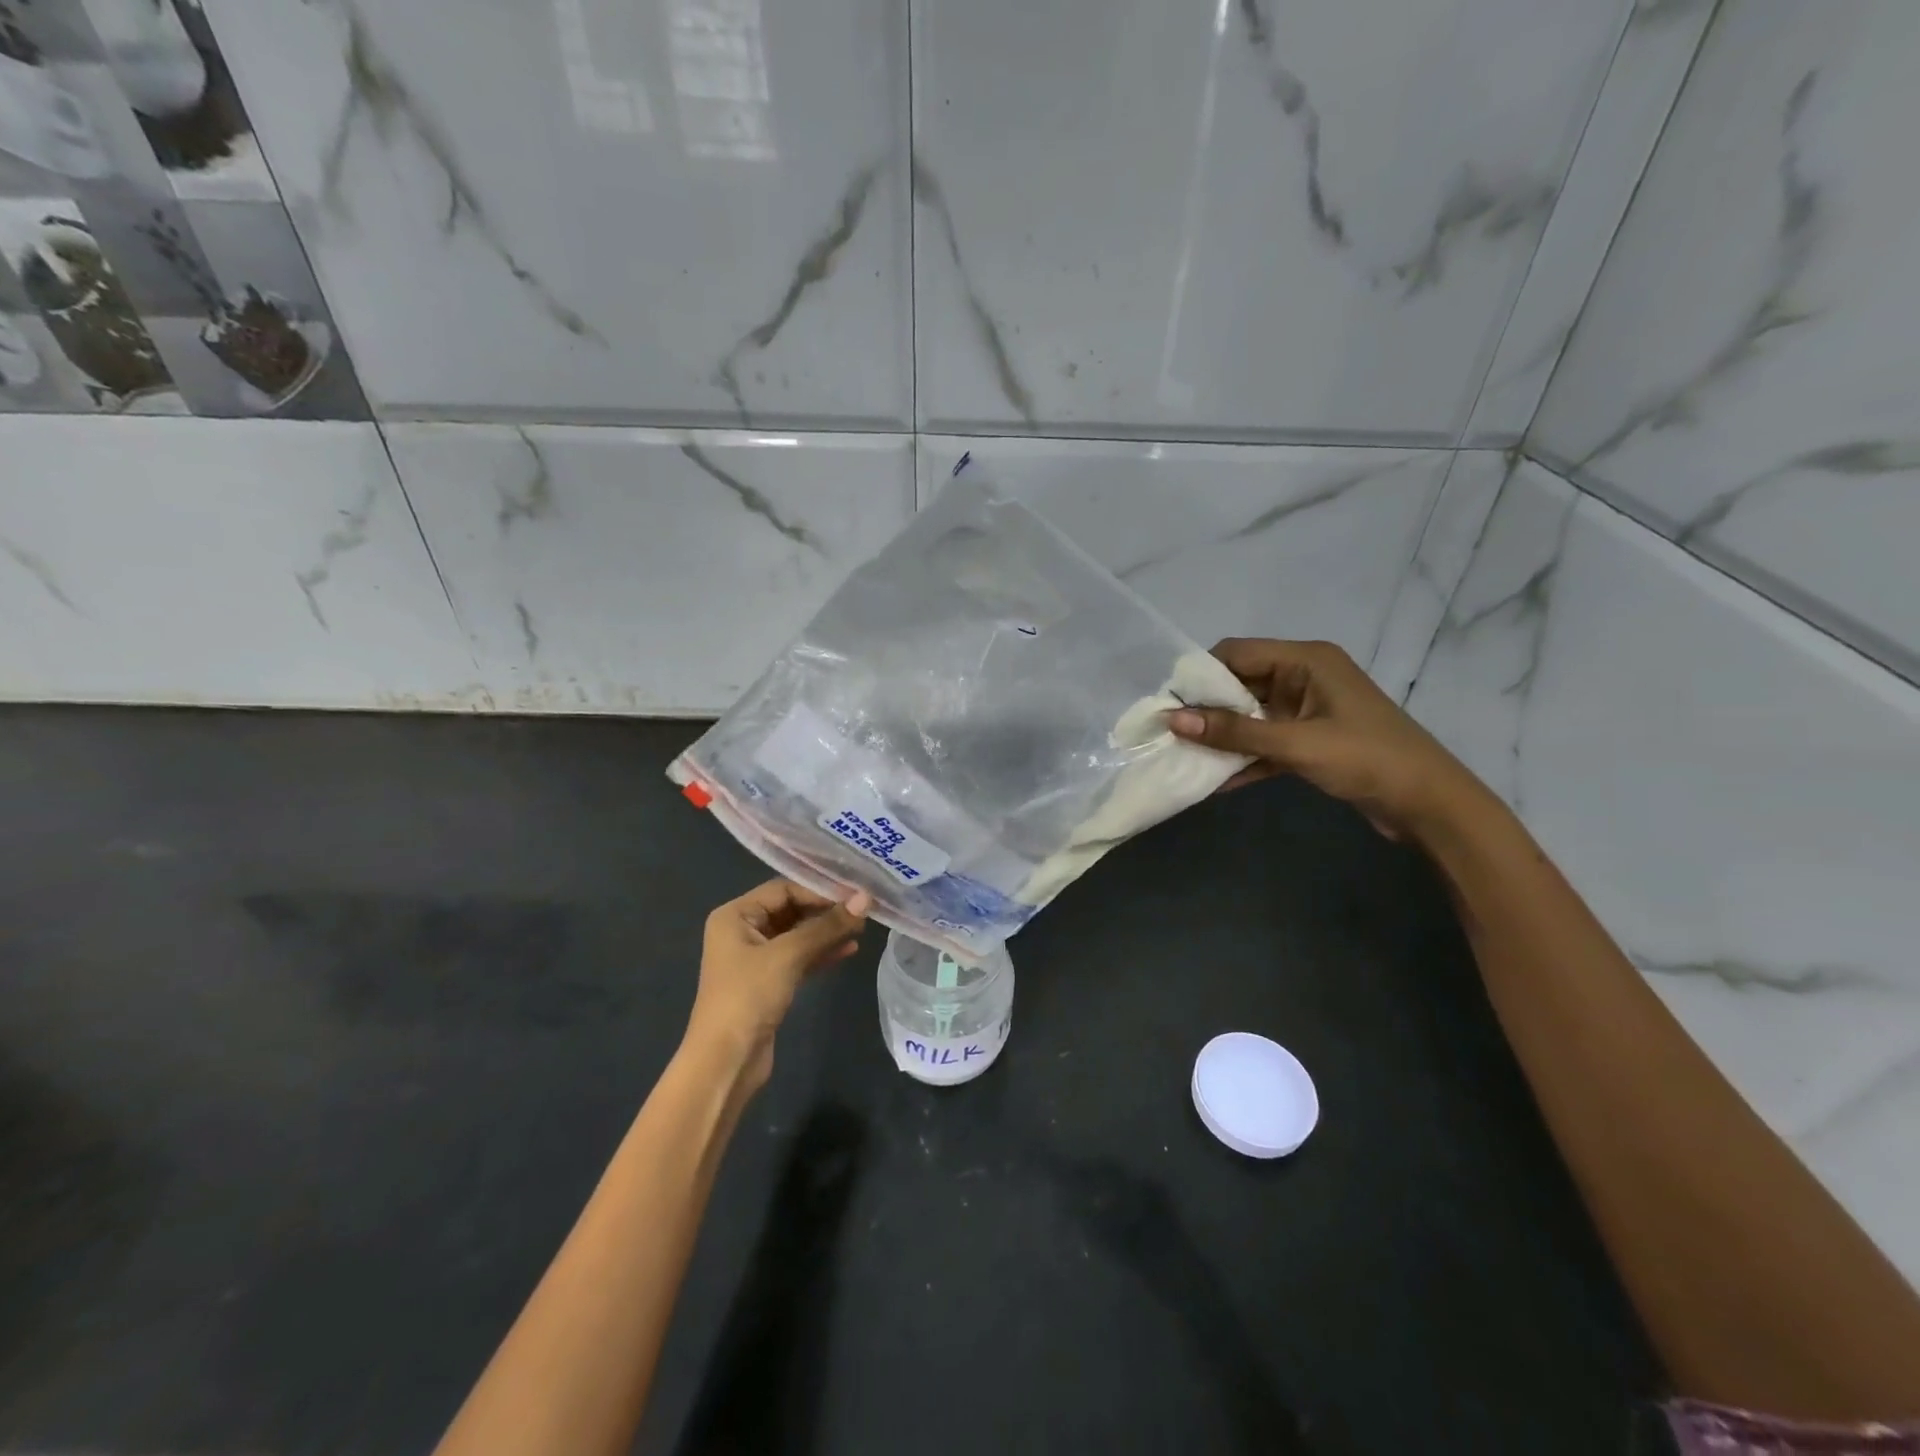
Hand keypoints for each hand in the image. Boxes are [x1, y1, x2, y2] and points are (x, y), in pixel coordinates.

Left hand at [687, 879, 871, 1092]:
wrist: (726, 1062)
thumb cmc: (749, 997)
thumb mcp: (788, 955)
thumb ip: (827, 925)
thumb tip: (865, 898)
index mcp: (735, 915)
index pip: (783, 889)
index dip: (819, 890)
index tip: (855, 894)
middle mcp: (742, 930)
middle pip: (791, 910)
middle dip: (826, 910)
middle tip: (864, 910)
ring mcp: (756, 958)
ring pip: (798, 935)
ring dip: (827, 931)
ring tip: (862, 928)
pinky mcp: (769, 982)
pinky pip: (799, 957)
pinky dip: (821, 952)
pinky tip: (850, 949)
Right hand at [1168, 638, 1490, 841]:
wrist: (1430, 805)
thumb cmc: (1367, 759)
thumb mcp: (1296, 744)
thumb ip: (1235, 732)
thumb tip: (1173, 721)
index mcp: (1306, 660)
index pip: (1237, 653)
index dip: (1201, 675)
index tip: (1168, 704)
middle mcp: (1303, 677)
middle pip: (1240, 684)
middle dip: (1206, 710)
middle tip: (1169, 734)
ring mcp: (1307, 710)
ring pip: (1250, 716)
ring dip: (1222, 737)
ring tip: (1182, 757)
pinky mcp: (1309, 741)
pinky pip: (1265, 742)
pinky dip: (1244, 758)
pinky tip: (1215, 781)